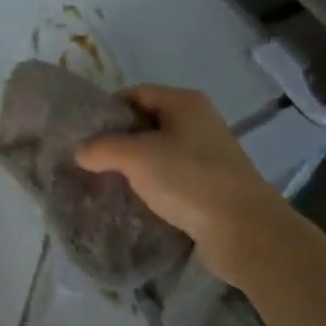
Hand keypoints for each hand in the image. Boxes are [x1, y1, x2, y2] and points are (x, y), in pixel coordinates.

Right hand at [78, 85, 283, 283]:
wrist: (245, 231)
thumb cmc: (188, 179)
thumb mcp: (136, 157)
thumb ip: (103, 148)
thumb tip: (80, 150)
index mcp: (185, 102)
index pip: (136, 93)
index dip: (109, 109)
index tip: (86, 133)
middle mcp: (200, 121)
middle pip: (149, 122)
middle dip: (121, 140)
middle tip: (94, 160)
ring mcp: (210, 154)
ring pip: (162, 152)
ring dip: (138, 166)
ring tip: (111, 183)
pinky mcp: (214, 186)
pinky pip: (175, 177)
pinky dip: (156, 185)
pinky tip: (139, 202)